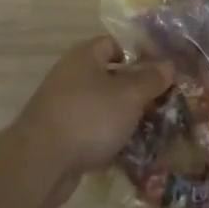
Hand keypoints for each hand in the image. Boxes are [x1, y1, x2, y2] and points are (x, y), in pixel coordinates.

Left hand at [13, 36, 170, 206]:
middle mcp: (71, 76)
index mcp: (84, 57)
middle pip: (110, 77)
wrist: (40, 163)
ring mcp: (64, 108)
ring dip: (125, 117)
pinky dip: (109, 139)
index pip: (114, 44)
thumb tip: (168, 64)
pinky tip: (131, 152)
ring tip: (154, 129)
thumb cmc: (89, 117)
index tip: (162, 72)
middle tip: (164, 103)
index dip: (139, 54)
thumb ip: (150, 78)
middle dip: (136, 90)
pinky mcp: (61, 137)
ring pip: (103, 107)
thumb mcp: (129, 95)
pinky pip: (92, 131)